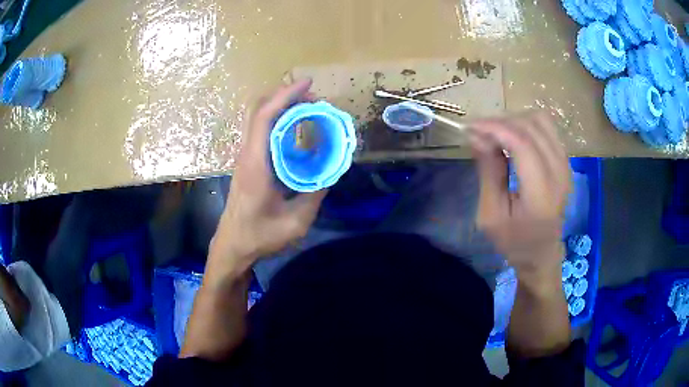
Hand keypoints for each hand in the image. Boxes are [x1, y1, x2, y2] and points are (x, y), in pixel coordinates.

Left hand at [210, 79, 326, 268]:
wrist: (234, 246)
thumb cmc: (260, 236)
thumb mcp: (296, 221)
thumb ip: (316, 193)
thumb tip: (333, 170)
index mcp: (256, 165)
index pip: (264, 118)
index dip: (285, 96)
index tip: (307, 84)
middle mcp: (247, 154)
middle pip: (257, 109)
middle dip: (284, 96)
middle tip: (311, 98)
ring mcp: (244, 157)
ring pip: (256, 117)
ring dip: (280, 106)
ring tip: (307, 108)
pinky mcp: (246, 162)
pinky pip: (260, 130)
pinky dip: (277, 120)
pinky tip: (295, 128)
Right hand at [470, 112, 570, 275]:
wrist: (541, 253)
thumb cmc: (514, 241)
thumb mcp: (491, 215)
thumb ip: (489, 173)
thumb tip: (478, 137)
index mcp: (541, 194)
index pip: (522, 144)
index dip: (495, 128)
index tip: (470, 127)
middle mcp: (559, 174)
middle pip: (531, 127)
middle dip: (501, 122)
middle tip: (479, 132)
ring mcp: (566, 165)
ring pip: (541, 121)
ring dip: (514, 120)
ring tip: (495, 133)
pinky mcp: (565, 161)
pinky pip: (547, 129)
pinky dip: (526, 125)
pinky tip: (512, 137)